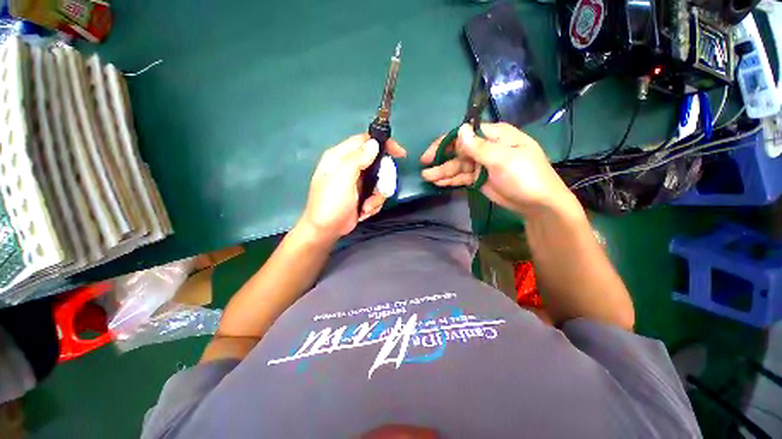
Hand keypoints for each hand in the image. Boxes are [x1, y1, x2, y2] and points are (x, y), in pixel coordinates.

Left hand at [300, 134, 406, 242]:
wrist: (326, 230)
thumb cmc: (331, 202)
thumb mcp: (343, 178)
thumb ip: (358, 159)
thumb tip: (374, 144)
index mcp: (341, 156)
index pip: (365, 140)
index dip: (383, 143)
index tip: (399, 153)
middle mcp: (350, 167)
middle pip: (378, 162)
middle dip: (382, 179)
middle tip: (379, 190)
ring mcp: (358, 182)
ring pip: (380, 181)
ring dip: (377, 196)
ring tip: (366, 206)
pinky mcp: (363, 195)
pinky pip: (377, 194)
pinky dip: (374, 204)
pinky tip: (364, 211)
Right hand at [421, 123, 580, 218]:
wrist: (537, 204)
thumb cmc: (525, 176)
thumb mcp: (503, 160)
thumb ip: (479, 147)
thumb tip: (460, 129)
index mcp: (494, 136)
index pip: (465, 134)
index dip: (446, 142)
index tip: (431, 153)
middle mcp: (486, 148)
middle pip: (458, 151)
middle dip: (441, 159)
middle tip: (424, 166)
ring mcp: (482, 165)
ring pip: (458, 166)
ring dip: (443, 172)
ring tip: (426, 178)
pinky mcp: (479, 179)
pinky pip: (462, 177)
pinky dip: (451, 180)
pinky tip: (439, 183)